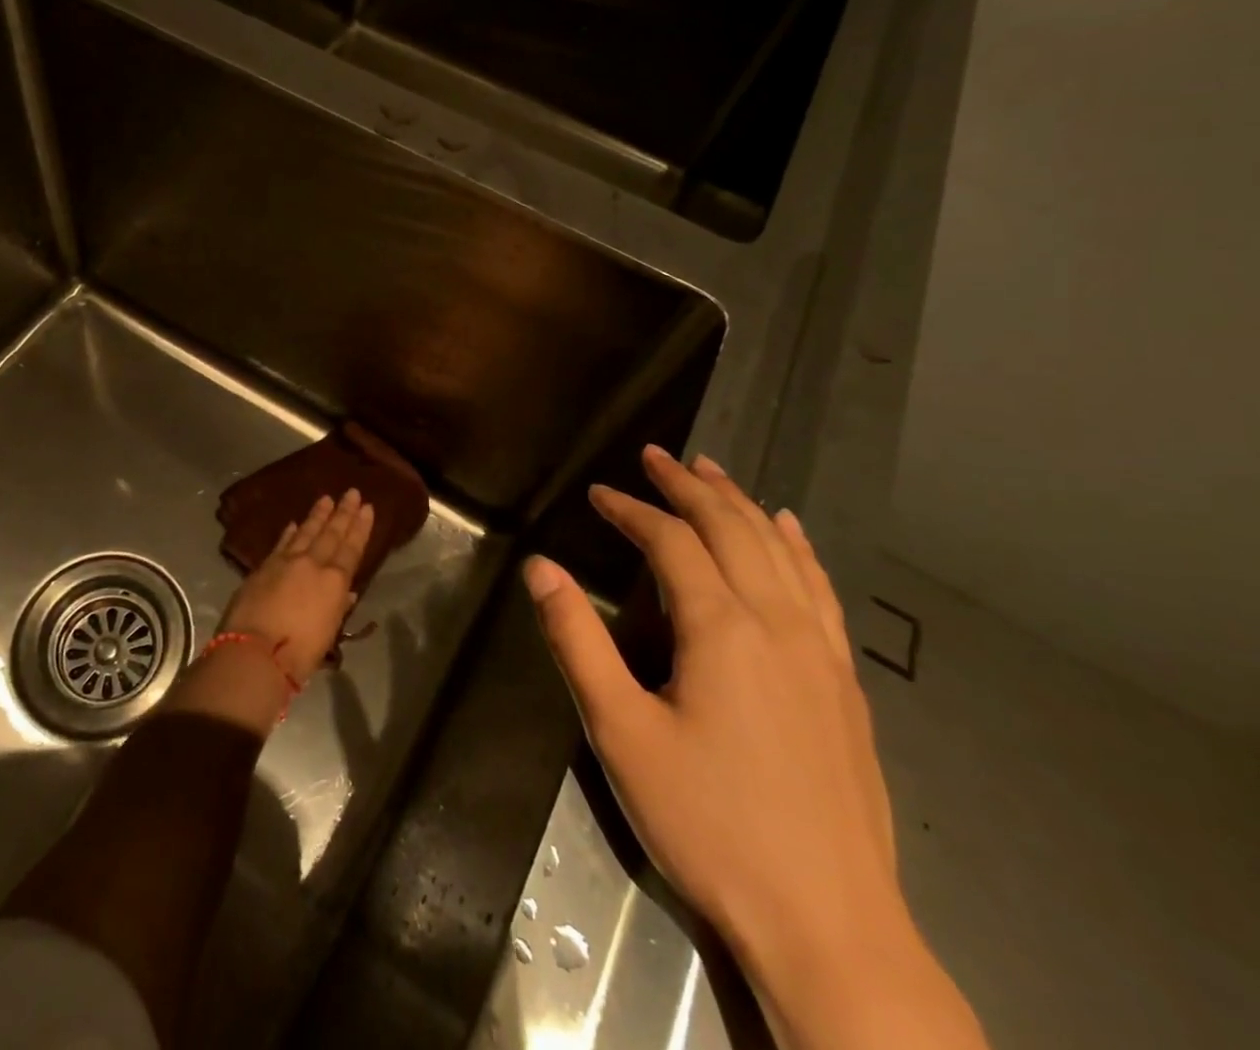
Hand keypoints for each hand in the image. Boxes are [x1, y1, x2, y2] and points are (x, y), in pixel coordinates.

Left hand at [220, 489, 372, 685]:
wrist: (255, 652)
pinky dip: (289, 533)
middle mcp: (312, 564)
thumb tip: (346, 592)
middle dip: (343, 512)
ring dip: (317, 515)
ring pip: (305, 531)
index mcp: (334, 582)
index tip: (367, 508)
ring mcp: (285, 562)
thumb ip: (337, 608)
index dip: (360, 528)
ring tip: (326, 498)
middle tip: (352, 492)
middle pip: (330, 533)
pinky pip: (281, 543)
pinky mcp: (263, 567)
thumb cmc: (299, 653)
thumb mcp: (327, 634)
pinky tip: (293, 523)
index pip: (351, 548)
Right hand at [526, 447, 985, 1049]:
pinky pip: (821, 590)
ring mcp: (821, 654)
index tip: (597, 493)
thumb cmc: (708, 825)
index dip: (631, 509)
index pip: (671, 542)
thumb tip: (540, 567)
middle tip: (655, 456)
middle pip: (732, 529)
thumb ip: (576, 640)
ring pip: (780, 551)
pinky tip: (790, 532)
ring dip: (741, 504)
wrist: (831, 929)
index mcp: (721, 629)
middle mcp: (778, 624)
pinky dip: (799, 547)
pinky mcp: (844, 686)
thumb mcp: (619, 731)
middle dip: (688, 486)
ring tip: (712, 471)